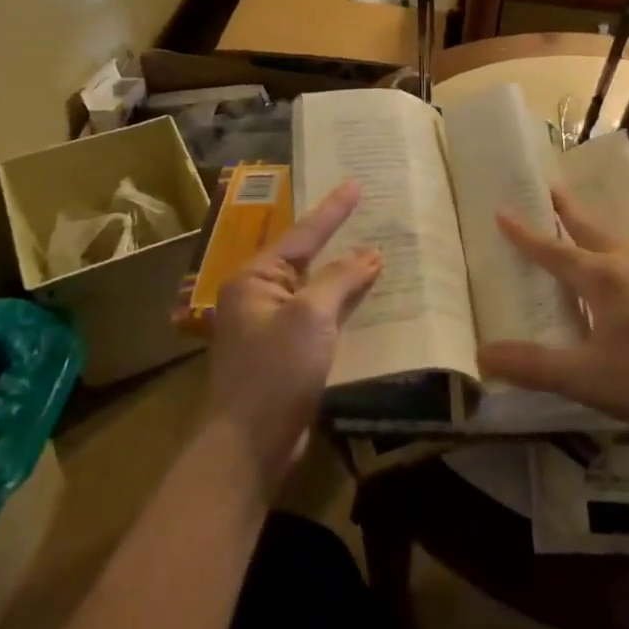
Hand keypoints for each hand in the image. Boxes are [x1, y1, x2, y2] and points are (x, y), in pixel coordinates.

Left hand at [204, 180, 381, 493]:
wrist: (250, 445)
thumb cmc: (275, 371)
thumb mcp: (311, 316)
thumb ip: (341, 279)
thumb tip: (370, 254)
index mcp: (255, 279)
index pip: (302, 235)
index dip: (333, 210)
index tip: (356, 184)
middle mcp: (258, 297)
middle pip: (306, 260)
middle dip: (339, 241)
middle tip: (369, 215)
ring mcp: (270, 327)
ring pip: (315, 291)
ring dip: (345, 277)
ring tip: (378, 254)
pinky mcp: (285, 354)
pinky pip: (319, 319)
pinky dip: (343, 308)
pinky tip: (368, 302)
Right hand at [480, 187, 628, 439]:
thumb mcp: (587, 377)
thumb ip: (534, 366)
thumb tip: (482, 356)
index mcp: (603, 276)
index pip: (553, 249)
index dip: (524, 233)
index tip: (502, 210)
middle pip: (590, 228)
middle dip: (566, 209)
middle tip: (550, 187)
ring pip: (617, 242)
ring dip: (593, 229)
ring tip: (580, 227)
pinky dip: (615, 254)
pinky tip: (622, 277)